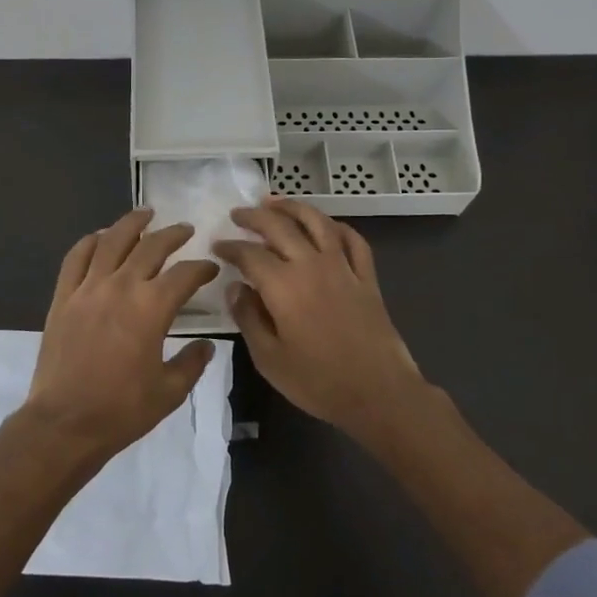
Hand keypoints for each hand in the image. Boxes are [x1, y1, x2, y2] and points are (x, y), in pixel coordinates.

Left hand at [23, 207, 221, 462]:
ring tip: (145, 213)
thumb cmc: (121, 410)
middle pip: (150, 247)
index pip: (184, 274)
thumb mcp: (169, 391)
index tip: (211, 268)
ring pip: (111, 241)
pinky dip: (90, 241)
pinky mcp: (63, 297)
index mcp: (151, 308)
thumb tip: (207, 346)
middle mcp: (121, 287)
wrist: (64, 423)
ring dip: (131, 224)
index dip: (202, 268)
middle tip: (185, 230)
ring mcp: (87, 288)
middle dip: (173, 235)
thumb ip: (192, 363)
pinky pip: (75, 257)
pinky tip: (100, 236)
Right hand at [214, 197, 425, 443]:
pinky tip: (325, 225)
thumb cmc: (318, 381)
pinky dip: (336, 226)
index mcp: (283, 286)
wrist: (379, 393)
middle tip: (237, 214)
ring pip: (317, 222)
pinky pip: (352, 240)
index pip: (249, 254)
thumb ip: (248, 318)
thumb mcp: (268, 358)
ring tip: (274, 202)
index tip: (217, 246)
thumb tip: (234, 288)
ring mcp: (343, 268)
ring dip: (293, 207)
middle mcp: (312, 266)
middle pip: (280, 227)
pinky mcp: (366, 277)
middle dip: (254, 217)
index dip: (230, 247)